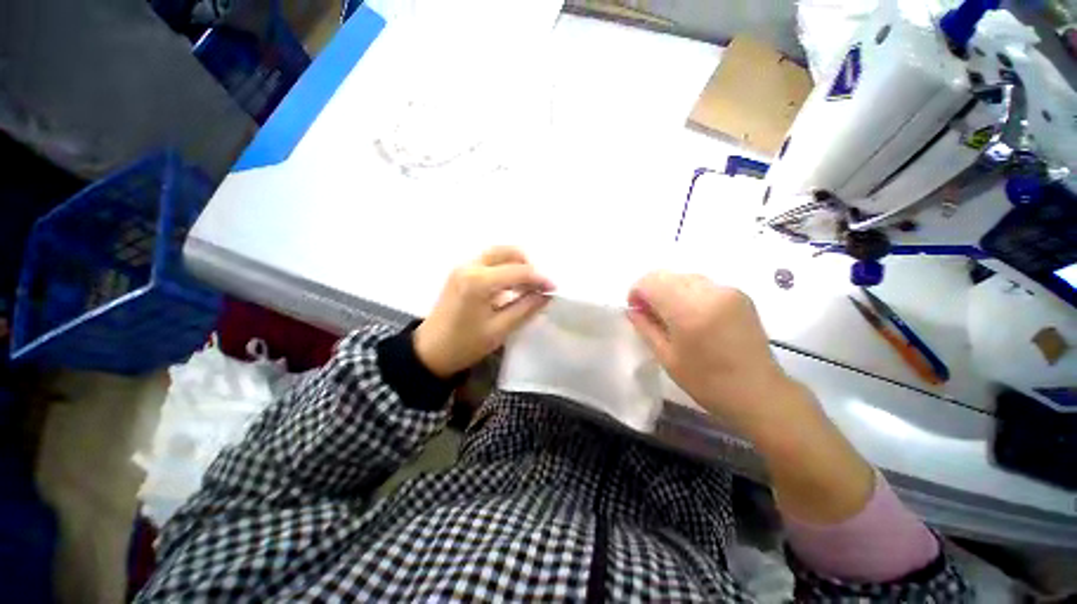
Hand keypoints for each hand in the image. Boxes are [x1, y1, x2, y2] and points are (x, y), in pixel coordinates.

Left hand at [413, 247, 551, 377]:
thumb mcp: (500, 329)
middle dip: (527, 265)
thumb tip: (546, 294)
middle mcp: (469, 266)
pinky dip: (504, 267)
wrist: (430, 351)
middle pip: (507, 252)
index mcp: (478, 281)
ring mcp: (463, 267)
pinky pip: (488, 261)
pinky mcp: (460, 272)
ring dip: (515, 264)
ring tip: (526, 286)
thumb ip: (526, 308)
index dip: (539, 278)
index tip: (553, 289)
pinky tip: (510, 286)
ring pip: (497, 253)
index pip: (518, 271)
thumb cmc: (465, 344)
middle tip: (538, 286)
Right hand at [627, 271, 873, 523]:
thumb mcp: (667, 357)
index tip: (636, 310)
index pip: (651, 281)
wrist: (759, 392)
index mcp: (688, 311)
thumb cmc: (707, 381)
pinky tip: (693, 314)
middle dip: (652, 290)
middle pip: (667, 275)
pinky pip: (702, 284)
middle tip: (651, 314)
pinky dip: (688, 292)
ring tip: (672, 315)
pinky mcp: (739, 294)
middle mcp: (709, 292)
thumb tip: (632, 309)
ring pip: (684, 277)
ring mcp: (727, 290)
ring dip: (670, 290)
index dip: (637, 292)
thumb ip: (645, 327)